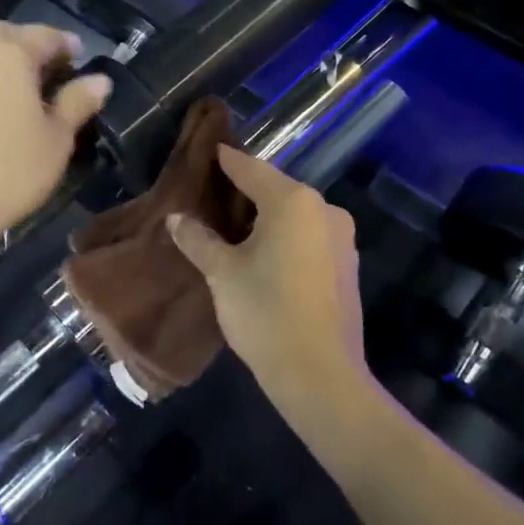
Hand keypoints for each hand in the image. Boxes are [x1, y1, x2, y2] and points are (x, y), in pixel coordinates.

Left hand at [0, 22, 110, 245]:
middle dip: (30, 48)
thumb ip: (78, 101)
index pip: (45, 35)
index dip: (67, 46)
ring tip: (24, 97)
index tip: (81, 59)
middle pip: (6, 38)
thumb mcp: (58, 137)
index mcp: (8, 53)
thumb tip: (100, 80)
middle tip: (51, 72)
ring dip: (3, 69)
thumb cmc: (13, 168)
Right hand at [167, 148, 367, 410]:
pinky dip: (286, 237)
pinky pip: (309, 237)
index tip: (210, 150)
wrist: (320, 375)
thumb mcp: (222, 273)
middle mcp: (323, 210)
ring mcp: (341, 238)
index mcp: (293, 201)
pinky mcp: (347, 266)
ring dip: (266, 216)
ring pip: (295, 215)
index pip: (250, 169)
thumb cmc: (265, 313)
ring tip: (233, 227)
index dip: (226, 160)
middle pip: (276, 189)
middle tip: (212, 195)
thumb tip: (176, 219)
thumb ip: (198, 239)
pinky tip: (264, 254)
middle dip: (245, 191)